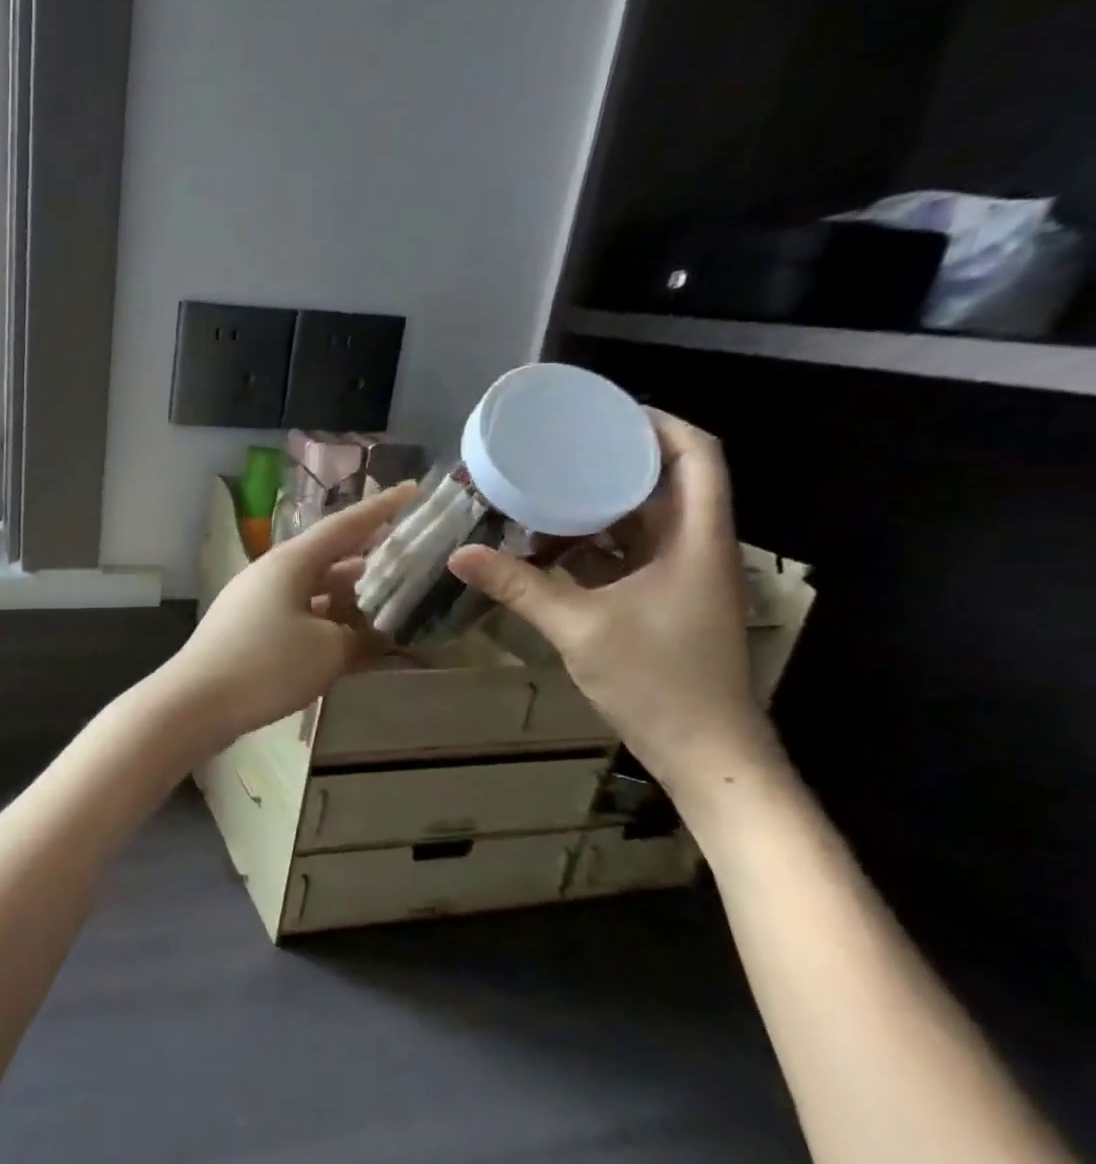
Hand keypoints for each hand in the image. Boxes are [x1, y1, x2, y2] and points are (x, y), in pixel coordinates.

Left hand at [163, 484, 416, 751]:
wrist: (196, 702)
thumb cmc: (267, 665)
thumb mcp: (328, 650)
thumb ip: (360, 636)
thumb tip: (375, 632)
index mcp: (291, 562)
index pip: (345, 526)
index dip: (382, 508)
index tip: (413, 490)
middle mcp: (272, 573)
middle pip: (328, 557)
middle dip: (368, 558)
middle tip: (408, 557)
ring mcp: (256, 601)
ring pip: (313, 589)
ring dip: (348, 594)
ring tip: (387, 599)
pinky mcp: (248, 629)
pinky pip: (297, 614)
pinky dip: (326, 621)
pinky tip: (348, 639)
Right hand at [447, 411, 780, 794]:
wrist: (706, 750)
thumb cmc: (658, 680)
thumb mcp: (580, 627)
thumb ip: (519, 587)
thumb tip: (459, 555)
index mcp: (696, 538)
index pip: (697, 456)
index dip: (659, 424)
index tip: (604, 413)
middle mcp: (695, 547)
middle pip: (665, 482)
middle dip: (613, 461)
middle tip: (557, 449)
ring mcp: (680, 577)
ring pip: (643, 521)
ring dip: (598, 506)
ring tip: (542, 491)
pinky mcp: (663, 602)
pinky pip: (627, 556)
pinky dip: (592, 545)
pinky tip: (548, 547)